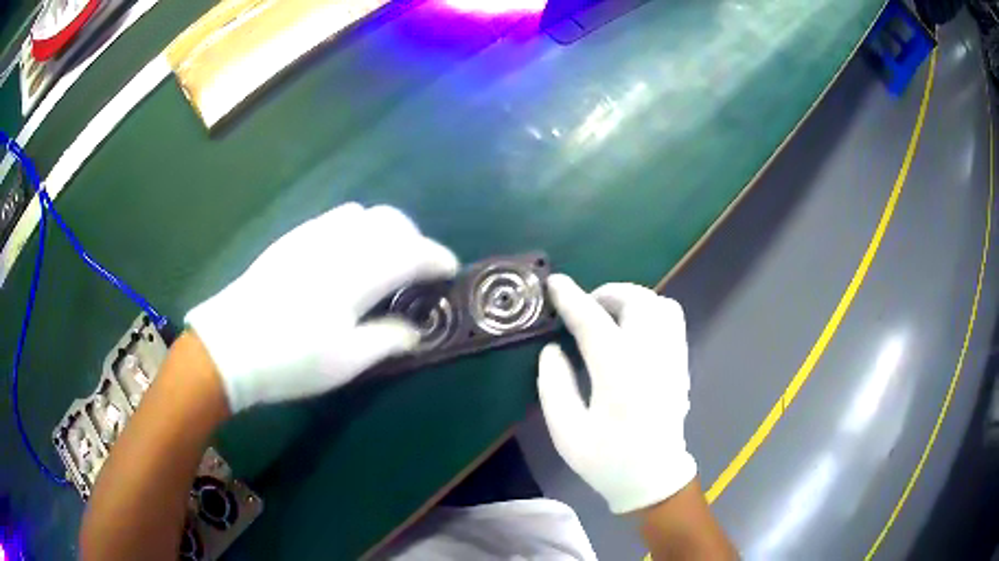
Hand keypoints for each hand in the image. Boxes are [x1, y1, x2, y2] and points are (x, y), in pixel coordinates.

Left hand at [185, 203, 457, 412]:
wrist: (230, 345)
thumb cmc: (291, 359)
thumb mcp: (347, 360)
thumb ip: (388, 339)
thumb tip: (416, 330)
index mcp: (359, 273)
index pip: (413, 252)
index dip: (438, 259)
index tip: (450, 271)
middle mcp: (340, 242)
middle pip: (391, 221)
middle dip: (414, 240)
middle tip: (417, 271)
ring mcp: (313, 234)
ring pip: (364, 213)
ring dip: (385, 231)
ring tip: (384, 261)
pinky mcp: (293, 238)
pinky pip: (336, 218)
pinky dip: (357, 229)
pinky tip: (347, 256)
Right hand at [537, 274, 696, 513]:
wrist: (653, 477)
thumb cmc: (607, 460)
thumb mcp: (567, 433)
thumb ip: (554, 386)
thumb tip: (552, 349)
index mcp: (620, 376)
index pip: (594, 323)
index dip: (571, 298)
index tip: (554, 282)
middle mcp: (652, 358)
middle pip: (637, 301)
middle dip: (606, 293)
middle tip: (584, 307)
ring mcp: (672, 358)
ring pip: (660, 304)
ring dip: (631, 298)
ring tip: (609, 313)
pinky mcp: (681, 363)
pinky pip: (672, 319)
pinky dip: (650, 309)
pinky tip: (632, 329)